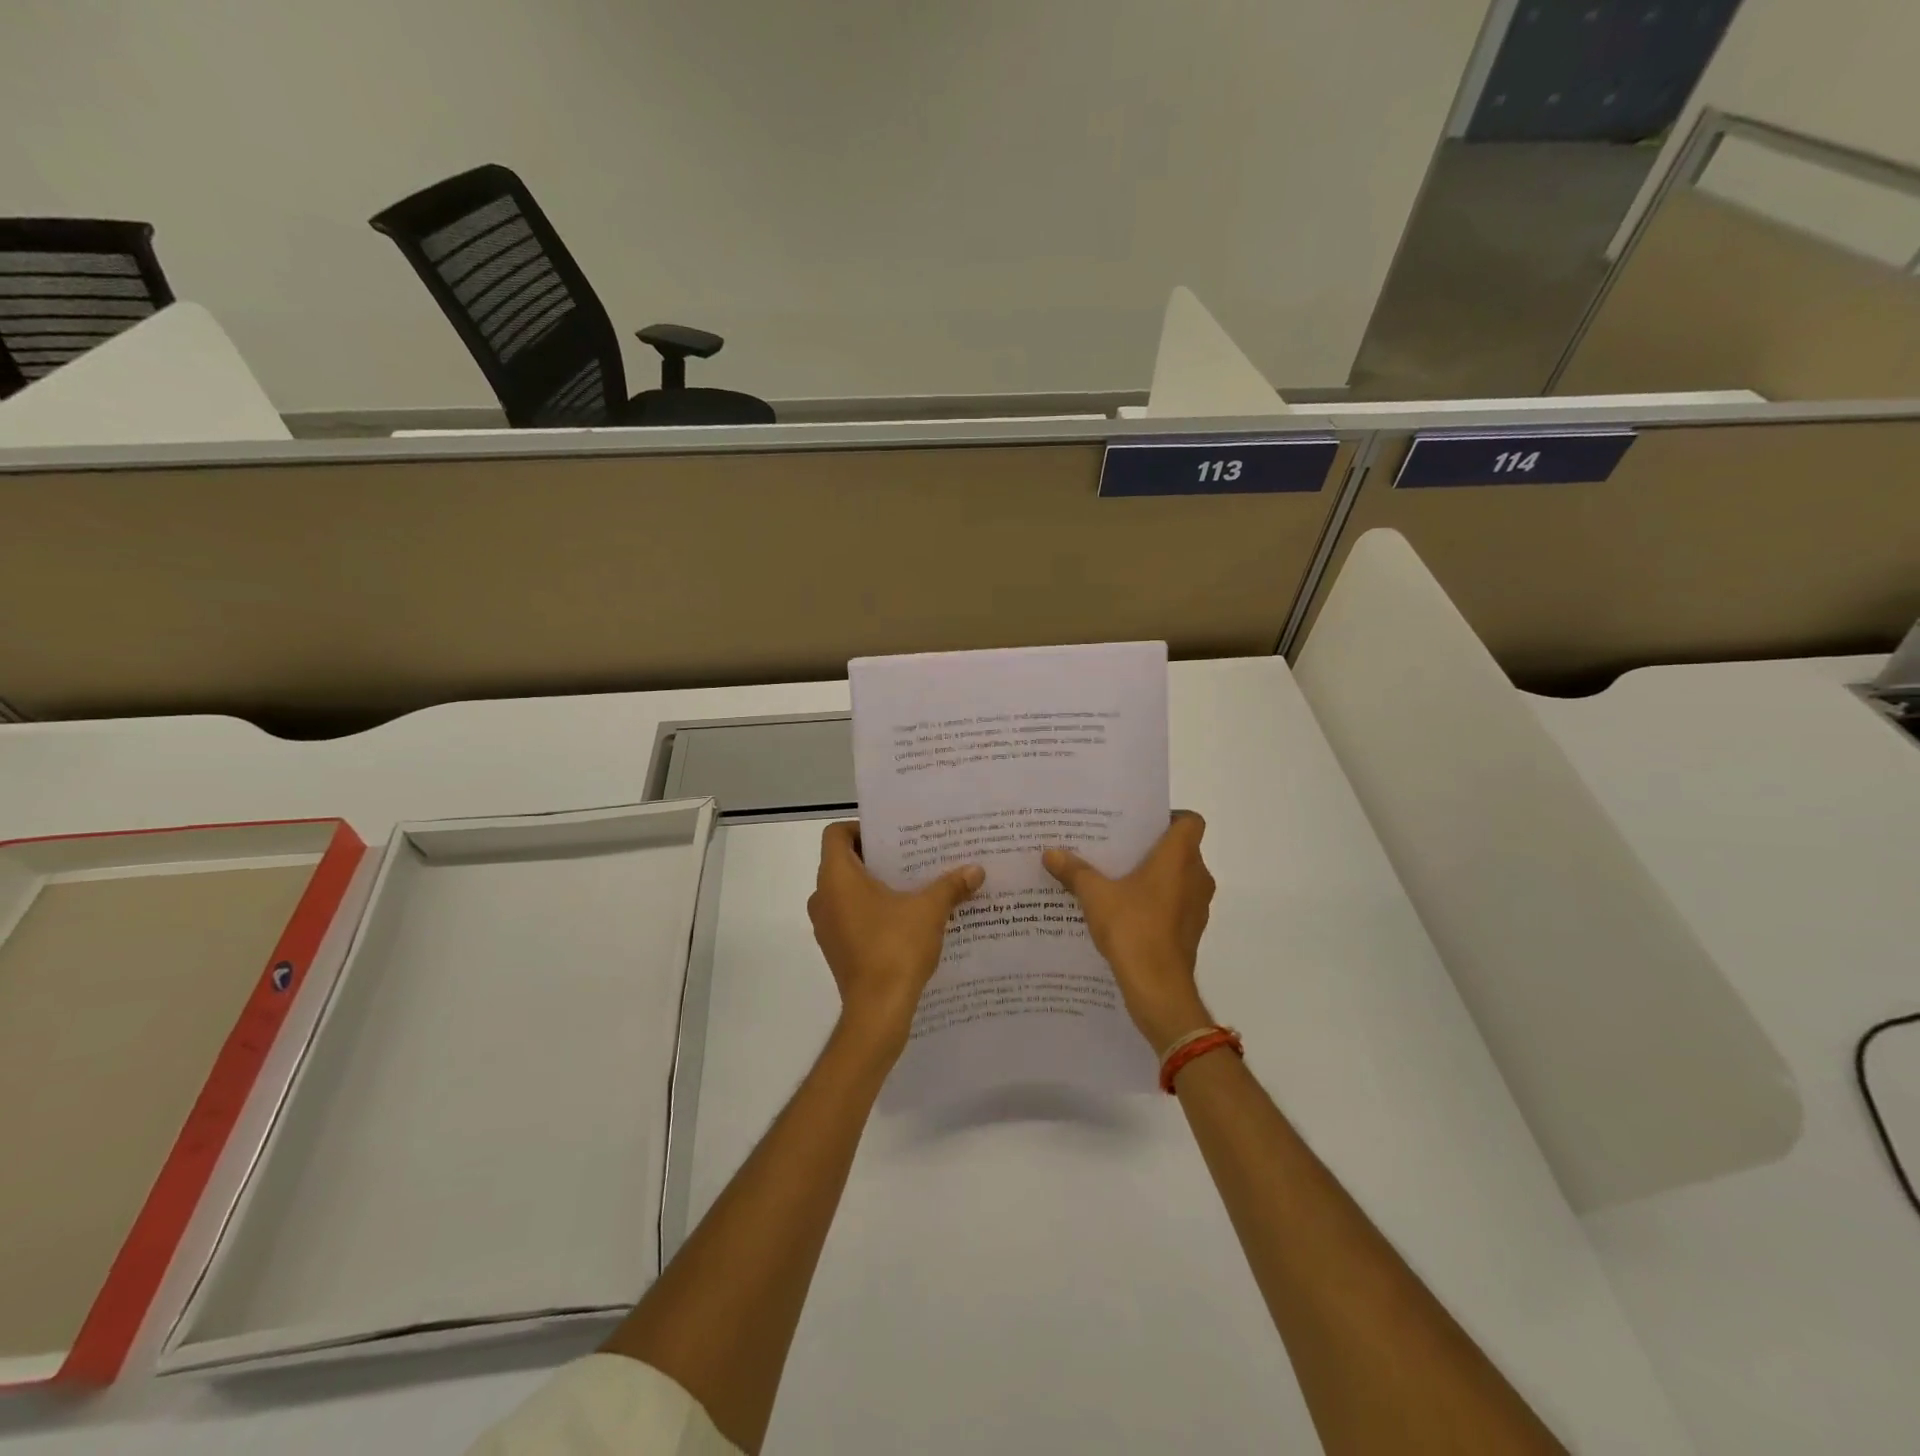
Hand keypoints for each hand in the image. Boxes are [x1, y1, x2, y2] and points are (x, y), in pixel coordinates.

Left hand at [808, 821, 983, 1058]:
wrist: (878, 1011)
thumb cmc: (896, 948)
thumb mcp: (930, 910)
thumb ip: (951, 885)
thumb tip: (977, 870)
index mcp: (836, 878)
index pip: (836, 835)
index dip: (861, 829)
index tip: (892, 836)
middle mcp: (823, 897)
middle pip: (843, 862)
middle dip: (876, 858)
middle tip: (911, 856)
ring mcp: (826, 926)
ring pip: (847, 892)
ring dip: (875, 886)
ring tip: (912, 886)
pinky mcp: (835, 948)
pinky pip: (850, 916)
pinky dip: (872, 911)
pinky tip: (905, 918)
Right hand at [1044, 811, 1215, 1053]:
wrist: (1158, 988)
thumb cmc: (1133, 928)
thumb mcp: (1095, 896)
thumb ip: (1074, 871)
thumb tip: (1050, 853)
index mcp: (1179, 857)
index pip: (1190, 821)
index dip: (1169, 817)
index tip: (1140, 824)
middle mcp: (1196, 876)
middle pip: (1182, 849)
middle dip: (1152, 847)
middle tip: (1117, 846)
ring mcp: (1197, 906)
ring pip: (1179, 878)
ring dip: (1155, 876)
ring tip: (1116, 877)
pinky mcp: (1191, 930)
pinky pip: (1176, 903)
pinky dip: (1157, 901)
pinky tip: (1125, 909)